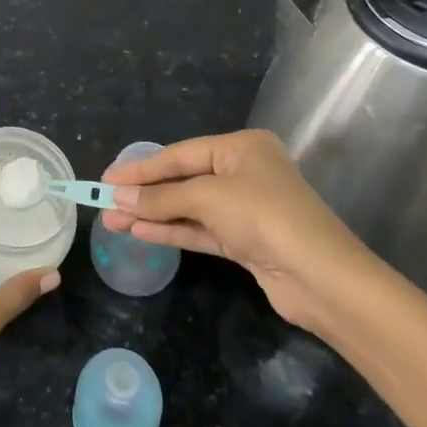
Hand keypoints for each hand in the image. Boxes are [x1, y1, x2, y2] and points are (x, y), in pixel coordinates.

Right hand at [100, 128, 386, 333]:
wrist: (322, 279)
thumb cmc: (264, 217)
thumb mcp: (209, 198)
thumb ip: (161, 197)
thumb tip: (117, 198)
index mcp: (241, 148)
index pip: (180, 154)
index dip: (141, 168)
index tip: (107, 179)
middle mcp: (244, 172)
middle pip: (183, 179)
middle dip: (144, 193)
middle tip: (104, 202)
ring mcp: (245, 208)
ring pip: (189, 207)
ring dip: (152, 214)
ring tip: (113, 222)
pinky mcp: (246, 241)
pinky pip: (200, 230)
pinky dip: (171, 231)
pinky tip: (140, 233)